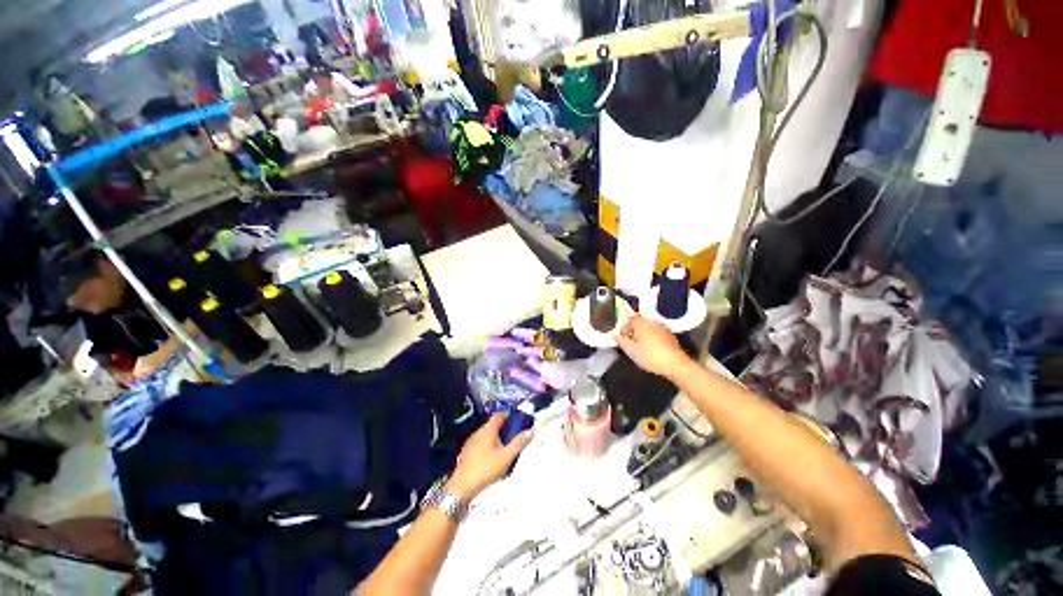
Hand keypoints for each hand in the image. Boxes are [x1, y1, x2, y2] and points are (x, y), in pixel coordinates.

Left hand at [447, 414, 532, 499]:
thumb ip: (519, 443)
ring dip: (496, 437)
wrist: (462, 487)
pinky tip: (492, 458)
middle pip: (493, 424)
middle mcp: (478, 432)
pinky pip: (480, 443)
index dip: (509, 416)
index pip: (500, 415)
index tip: (518, 421)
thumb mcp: (506, 457)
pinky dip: (488, 445)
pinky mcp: (466, 452)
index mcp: (488, 430)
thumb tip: (530, 431)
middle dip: (504, 428)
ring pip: (486, 434)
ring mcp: (471, 442)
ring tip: (505, 448)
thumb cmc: (486, 469)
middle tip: (514, 436)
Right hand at [613, 314, 688, 377]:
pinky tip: (652, 350)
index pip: (629, 319)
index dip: (623, 328)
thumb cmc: (649, 356)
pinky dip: (652, 338)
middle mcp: (652, 321)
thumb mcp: (631, 350)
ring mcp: (662, 327)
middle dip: (633, 331)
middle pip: (639, 323)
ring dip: (642, 335)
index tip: (622, 338)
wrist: (675, 364)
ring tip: (640, 348)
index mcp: (641, 323)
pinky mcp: (670, 335)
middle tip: (630, 344)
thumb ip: (621, 341)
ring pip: (648, 328)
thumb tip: (613, 335)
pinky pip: (656, 333)